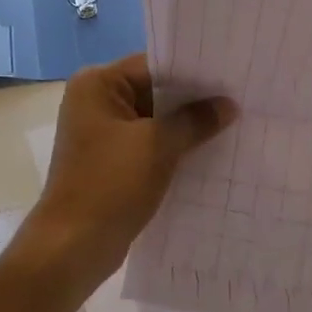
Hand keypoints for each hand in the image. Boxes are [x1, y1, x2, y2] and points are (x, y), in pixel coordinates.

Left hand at [23, 53, 237, 293]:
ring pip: (153, 119)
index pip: (153, 65)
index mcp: (97, 84)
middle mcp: (95, 101)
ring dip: (185, 126)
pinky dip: (172, 147)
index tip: (231, 77)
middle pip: (154, 90)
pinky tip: (207, 153)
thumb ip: (195, 120)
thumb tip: (228, 105)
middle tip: (238, 100)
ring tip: (231, 125)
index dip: (193, 72)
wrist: (73, 247)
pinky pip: (147, 143)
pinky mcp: (109, 161)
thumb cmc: (111, 184)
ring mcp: (100, 133)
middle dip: (192, 100)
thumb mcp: (159, 145)